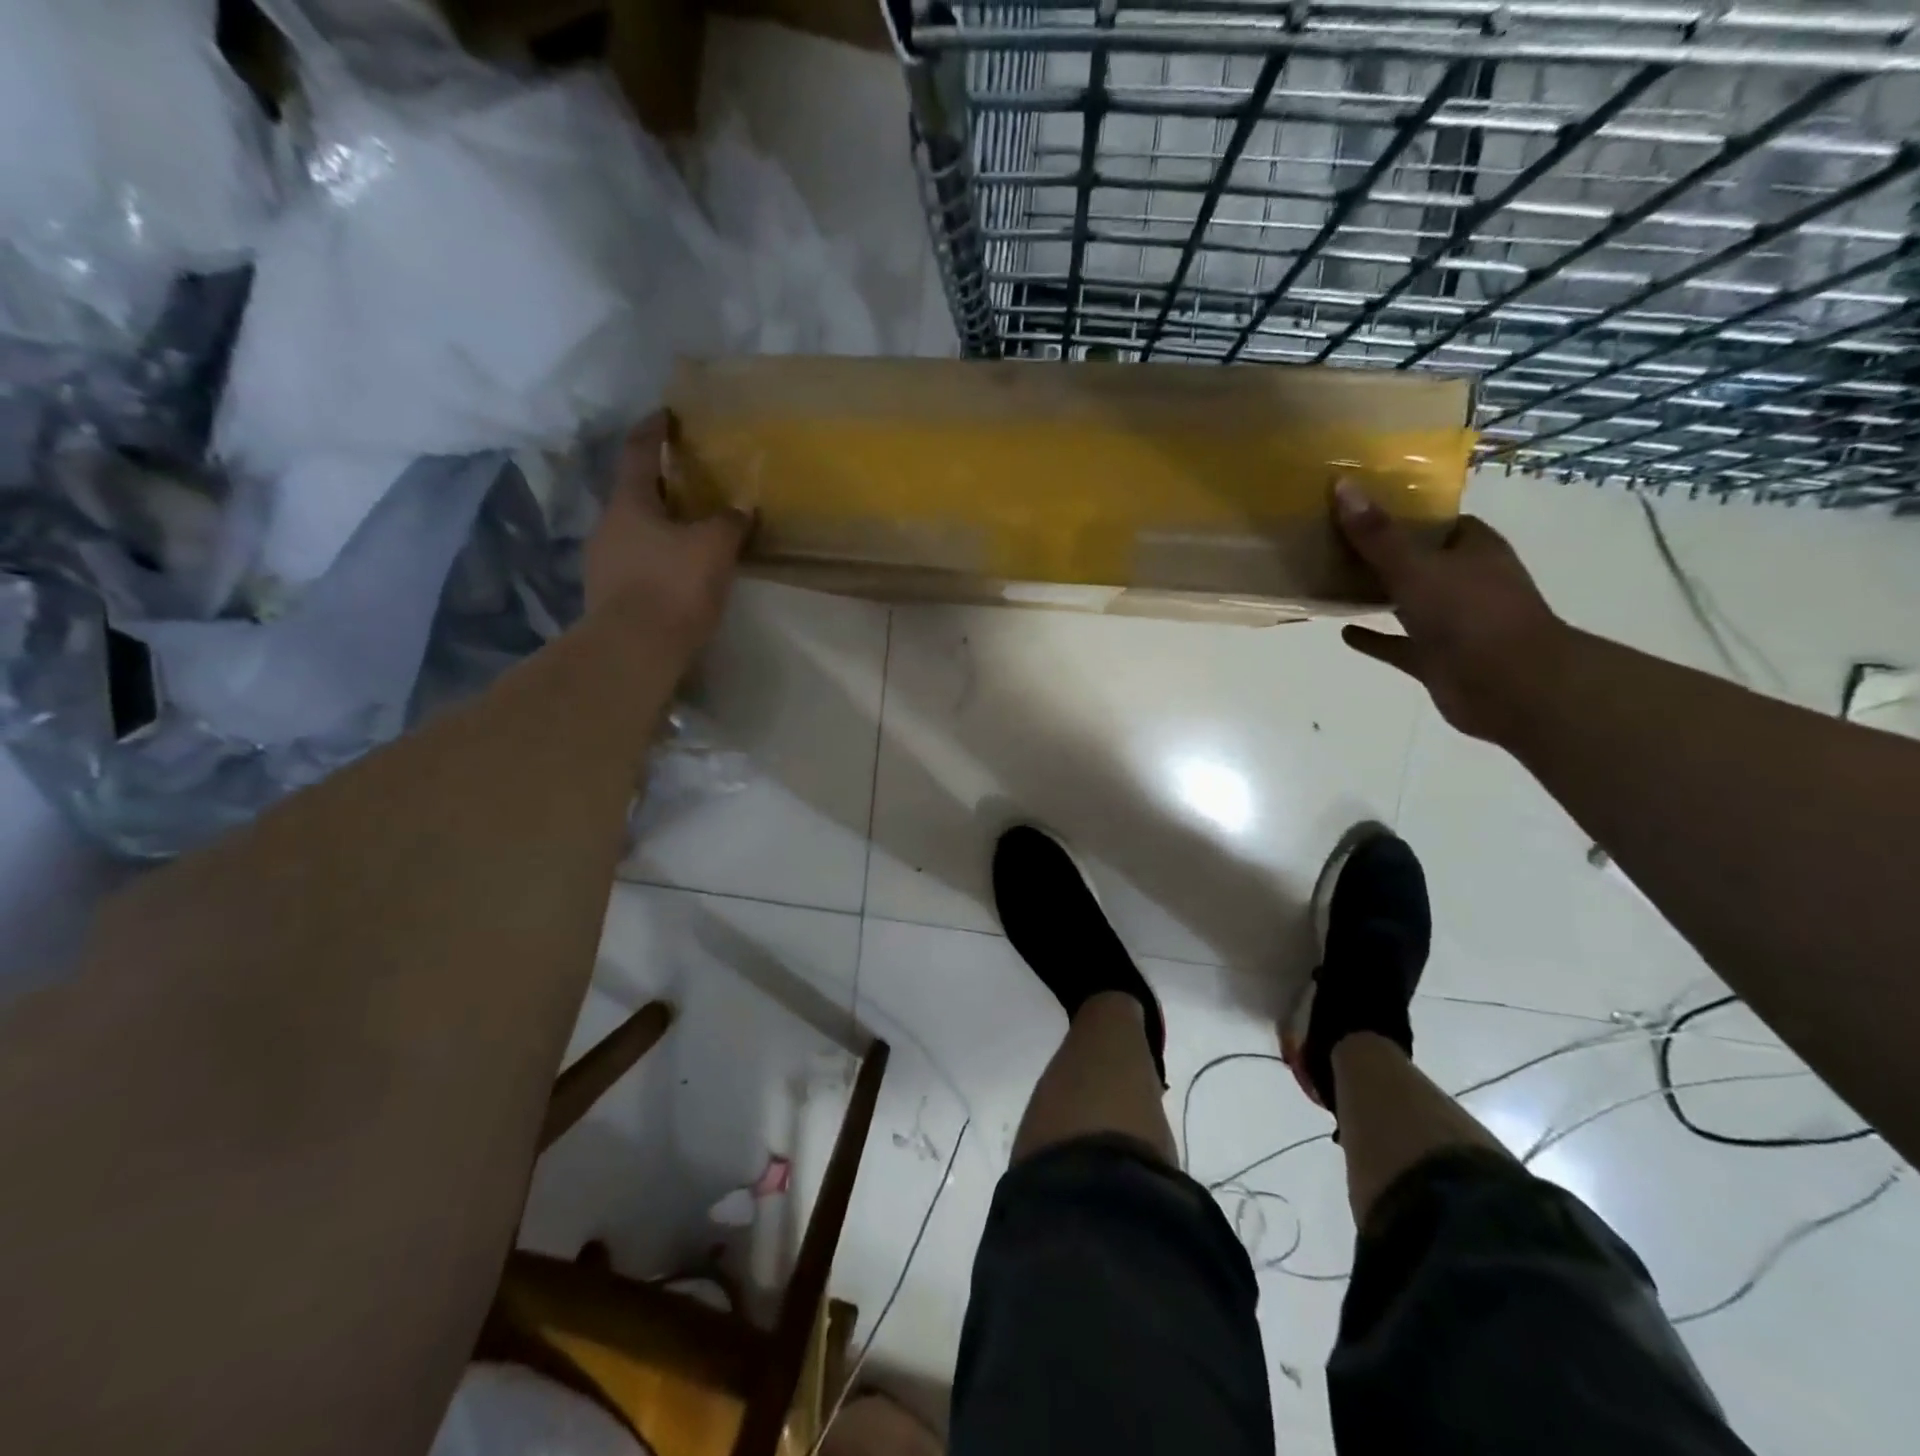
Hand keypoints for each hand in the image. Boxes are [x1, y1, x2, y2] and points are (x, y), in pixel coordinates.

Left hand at [586, 413, 750, 639]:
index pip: (639, 453)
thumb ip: (729, 522)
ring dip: (661, 529)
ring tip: (692, 536)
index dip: (654, 431)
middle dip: (663, 488)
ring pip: (635, 533)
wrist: (633, 650)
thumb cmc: (673, 586)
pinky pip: (636, 565)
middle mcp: (608, 526)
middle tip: (693, 487)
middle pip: (635, 496)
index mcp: (630, 503)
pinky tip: (679, 576)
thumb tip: (741, 508)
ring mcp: (602, 563)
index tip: (666, 415)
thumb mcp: (714, 548)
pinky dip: (657, 561)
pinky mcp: (607, 597)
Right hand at [1335, 481, 1568, 743]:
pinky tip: (1344, 632)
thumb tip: (1342, 486)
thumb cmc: (1471, 616)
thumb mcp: (1416, 568)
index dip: (1401, 512)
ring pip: (1406, 601)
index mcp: (1472, 550)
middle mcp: (1464, 581)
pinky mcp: (1436, 658)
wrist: (1511, 687)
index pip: (1436, 521)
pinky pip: (1398, 644)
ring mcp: (1451, 622)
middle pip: (1417, 559)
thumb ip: (1377, 535)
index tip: (1359, 506)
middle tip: (1332, 540)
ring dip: (1375, 593)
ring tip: (1330, 581)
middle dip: (1381, 552)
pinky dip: (1375, 638)